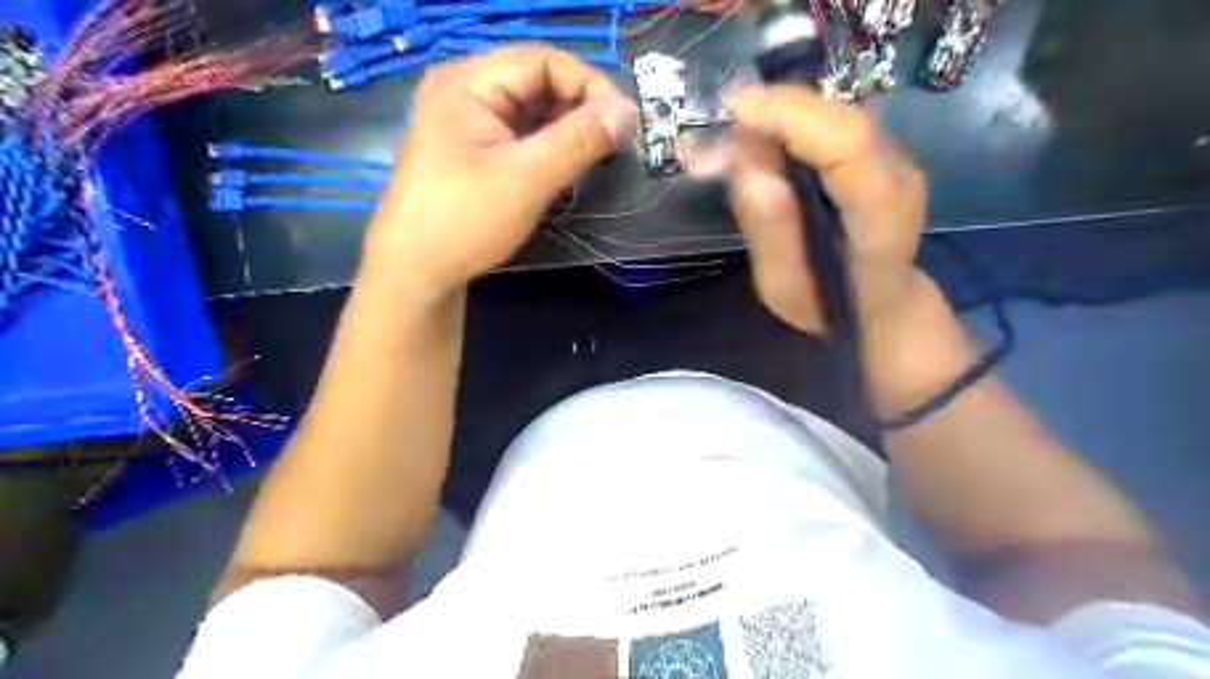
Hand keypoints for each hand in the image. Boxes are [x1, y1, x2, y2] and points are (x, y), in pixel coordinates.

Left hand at [363, 47, 637, 299]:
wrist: (415, 273)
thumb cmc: (464, 222)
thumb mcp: (526, 179)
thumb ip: (577, 141)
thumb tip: (626, 111)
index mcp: (467, 83)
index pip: (542, 60)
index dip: (588, 83)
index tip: (622, 121)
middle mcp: (465, 91)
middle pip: (536, 81)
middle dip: (579, 107)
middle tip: (612, 142)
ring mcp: (467, 121)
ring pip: (531, 110)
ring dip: (567, 128)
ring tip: (596, 155)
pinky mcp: (473, 150)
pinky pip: (520, 134)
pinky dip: (548, 145)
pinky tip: (567, 166)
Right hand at [690, 85, 928, 333]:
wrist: (881, 305)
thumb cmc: (829, 307)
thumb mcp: (787, 290)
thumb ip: (771, 234)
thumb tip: (745, 169)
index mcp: (881, 217)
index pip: (848, 144)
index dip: (791, 116)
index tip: (733, 110)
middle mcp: (899, 176)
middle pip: (838, 119)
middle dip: (772, 116)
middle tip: (716, 145)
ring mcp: (895, 159)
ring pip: (832, 116)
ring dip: (774, 122)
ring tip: (727, 153)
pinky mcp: (878, 153)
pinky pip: (830, 125)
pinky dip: (787, 129)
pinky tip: (755, 149)